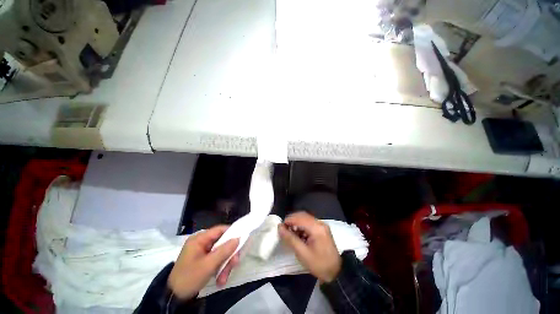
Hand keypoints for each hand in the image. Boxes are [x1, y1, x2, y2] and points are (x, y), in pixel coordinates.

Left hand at [168, 225, 239, 299]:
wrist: (174, 299)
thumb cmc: (189, 278)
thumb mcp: (208, 265)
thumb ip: (224, 250)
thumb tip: (238, 238)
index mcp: (199, 239)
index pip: (219, 230)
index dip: (232, 233)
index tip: (241, 240)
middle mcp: (201, 243)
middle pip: (222, 243)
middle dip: (228, 255)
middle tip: (235, 264)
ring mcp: (202, 252)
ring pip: (220, 253)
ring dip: (225, 265)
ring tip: (223, 279)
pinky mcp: (202, 261)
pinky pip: (216, 260)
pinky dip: (219, 269)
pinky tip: (220, 280)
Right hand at [278, 212, 341, 282]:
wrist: (336, 272)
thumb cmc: (319, 264)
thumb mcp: (302, 253)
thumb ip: (290, 239)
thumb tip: (279, 228)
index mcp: (316, 228)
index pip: (299, 218)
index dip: (288, 220)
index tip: (280, 227)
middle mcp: (320, 223)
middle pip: (302, 216)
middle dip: (292, 221)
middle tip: (284, 229)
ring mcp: (322, 225)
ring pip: (305, 218)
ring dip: (296, 223)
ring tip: (290, 233)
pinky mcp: (322, 229)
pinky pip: (309, 223)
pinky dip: (302, 226)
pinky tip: (298, 235)